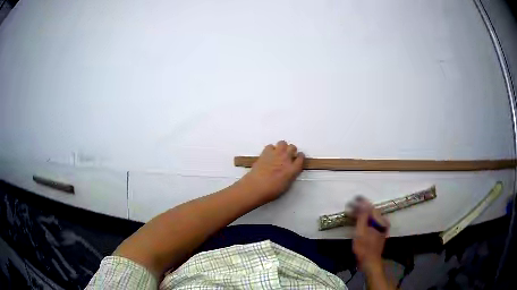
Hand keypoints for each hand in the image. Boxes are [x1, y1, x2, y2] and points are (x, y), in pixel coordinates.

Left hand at [239, 141, 304, 203]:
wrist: (256, 186)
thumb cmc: (272, 191)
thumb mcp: (287, 185)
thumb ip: (290, 175)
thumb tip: (289, 171)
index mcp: (293, 169)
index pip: (301, 158)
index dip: (300, 157)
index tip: (298, 157)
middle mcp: (286, 159)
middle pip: (293, 147)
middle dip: (291, 150)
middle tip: (288, 155)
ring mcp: (276, 154)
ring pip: (282, 143)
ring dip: (282, 147)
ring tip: (279, 153)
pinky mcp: (265, 152)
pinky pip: (270, 146)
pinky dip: (270, 149)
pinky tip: (268, 155)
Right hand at [352, 198, 389, 274]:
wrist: (370, 262)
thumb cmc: (364, 248)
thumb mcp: (361, 232)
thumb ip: (362, 217)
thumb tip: (362, 202)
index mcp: (380, 221)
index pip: (370, 207)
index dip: (361, 203)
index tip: (352, 200)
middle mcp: (383, 222)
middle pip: (371, 211)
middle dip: (360, 208)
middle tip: (349, 207)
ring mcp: (381, 227)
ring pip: (371, 217)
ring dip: (361, 214)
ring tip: (352, 213)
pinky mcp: (378, 232)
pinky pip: (371, 222)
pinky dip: (364, 220)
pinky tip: (357, 221)